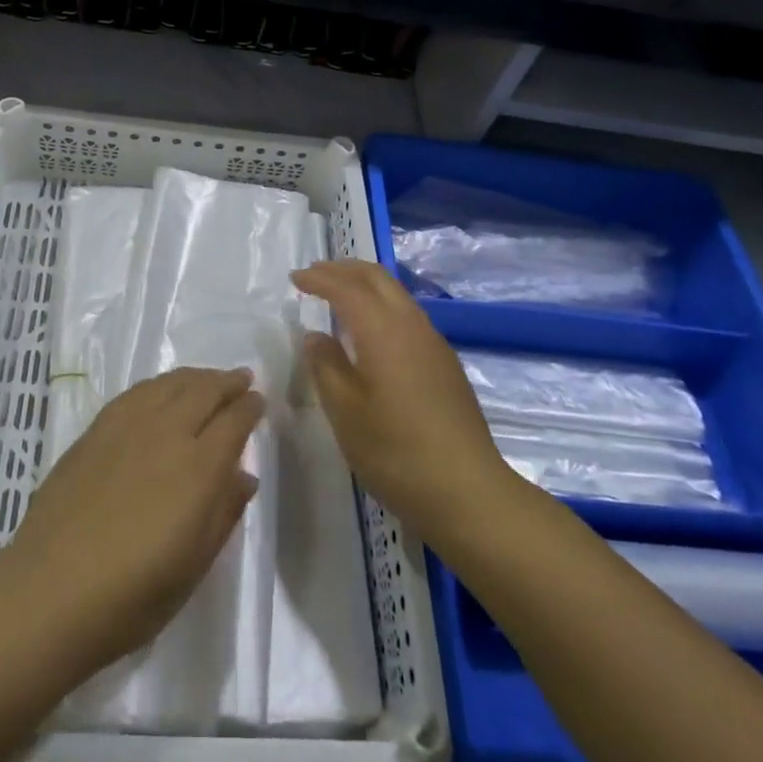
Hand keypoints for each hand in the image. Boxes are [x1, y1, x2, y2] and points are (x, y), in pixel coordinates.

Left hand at [1, 367, 263, 682]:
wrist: (50, 591)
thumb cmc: (132, 595)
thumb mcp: (193, 566)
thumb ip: (223, 514)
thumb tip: (244, 476)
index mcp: (198, 468)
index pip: (233, 422)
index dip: (249, 408)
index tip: (259, 401)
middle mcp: (166, 434)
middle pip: (204, 392)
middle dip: (227, 383)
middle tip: (242, 378)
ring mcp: (127, 427)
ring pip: (170, 384)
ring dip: (195, 377)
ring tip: (208, 379)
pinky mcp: (95, 430)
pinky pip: (137, 392)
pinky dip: (159, 384)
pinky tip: (161, 390)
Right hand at [293, 260, 512, 546]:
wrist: (467, 492)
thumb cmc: (395, 451)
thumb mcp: (345, 411)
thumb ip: (325, 366)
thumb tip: (316, 336)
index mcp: (384, 331)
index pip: (347, 289)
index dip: (319, 279)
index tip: (295, 278)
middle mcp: (412, 326)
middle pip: (378, 278)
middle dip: (344, 269)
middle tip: (315, 274)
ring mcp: (434, 344)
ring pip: (396, 295)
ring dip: (365, 286)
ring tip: (339, 296)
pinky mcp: (445, 365)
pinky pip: (408, 316)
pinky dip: (381, 307)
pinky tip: (370, 332)